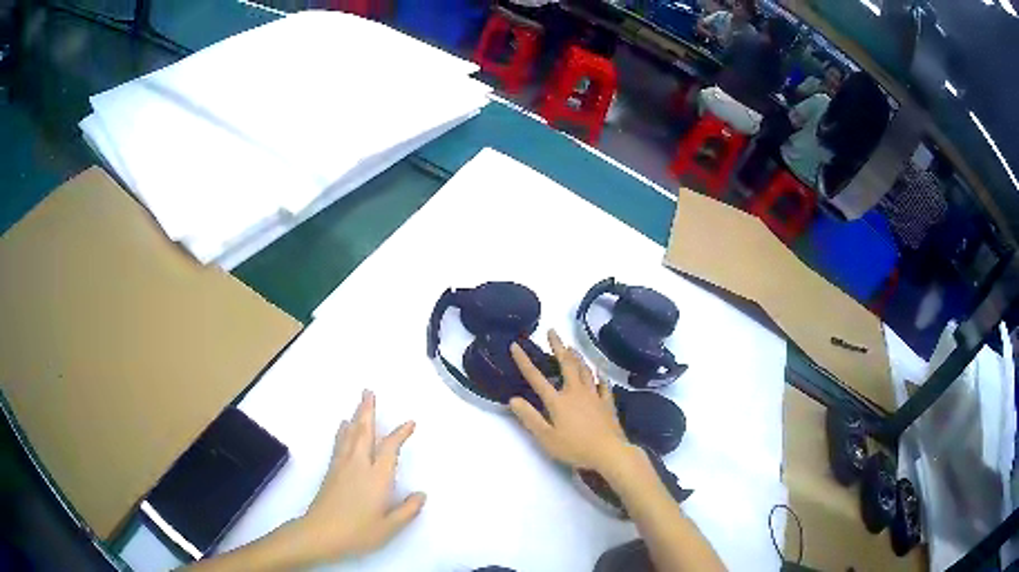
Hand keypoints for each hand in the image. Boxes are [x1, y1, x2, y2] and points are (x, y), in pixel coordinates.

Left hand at [296, 391, 425, 561]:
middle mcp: (359, 465)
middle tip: (369, 391)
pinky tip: (343, 427)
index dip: (400, 434)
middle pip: (364, 431)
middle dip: (367, 410)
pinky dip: (343, 431)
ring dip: (356, 416)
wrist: (320, 533)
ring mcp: (342, 466)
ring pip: (350, 434)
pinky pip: (339, 443)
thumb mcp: (389, 527)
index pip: (389, 449)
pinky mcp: (331, 471)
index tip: (409, 422)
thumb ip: (407, 510)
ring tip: (359, 403)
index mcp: (377, 477)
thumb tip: (421, 494)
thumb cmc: (358, 532)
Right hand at [509, 330, 635, 474]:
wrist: (609, 452)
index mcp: (558, 401)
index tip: (516, 345)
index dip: (524, 361)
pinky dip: (600, 376)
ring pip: (585, 370)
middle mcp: (575, 392)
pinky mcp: (607, 403)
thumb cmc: (575, 447)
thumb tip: (513, 399)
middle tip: (552, 331)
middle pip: (566, 365)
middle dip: (558, 347)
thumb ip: (530, 418)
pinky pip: (603, 385)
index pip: (536, 378)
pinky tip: (600, 371)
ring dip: (577, 357)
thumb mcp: (546, 438)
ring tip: (571, 347)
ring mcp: (594, 396)